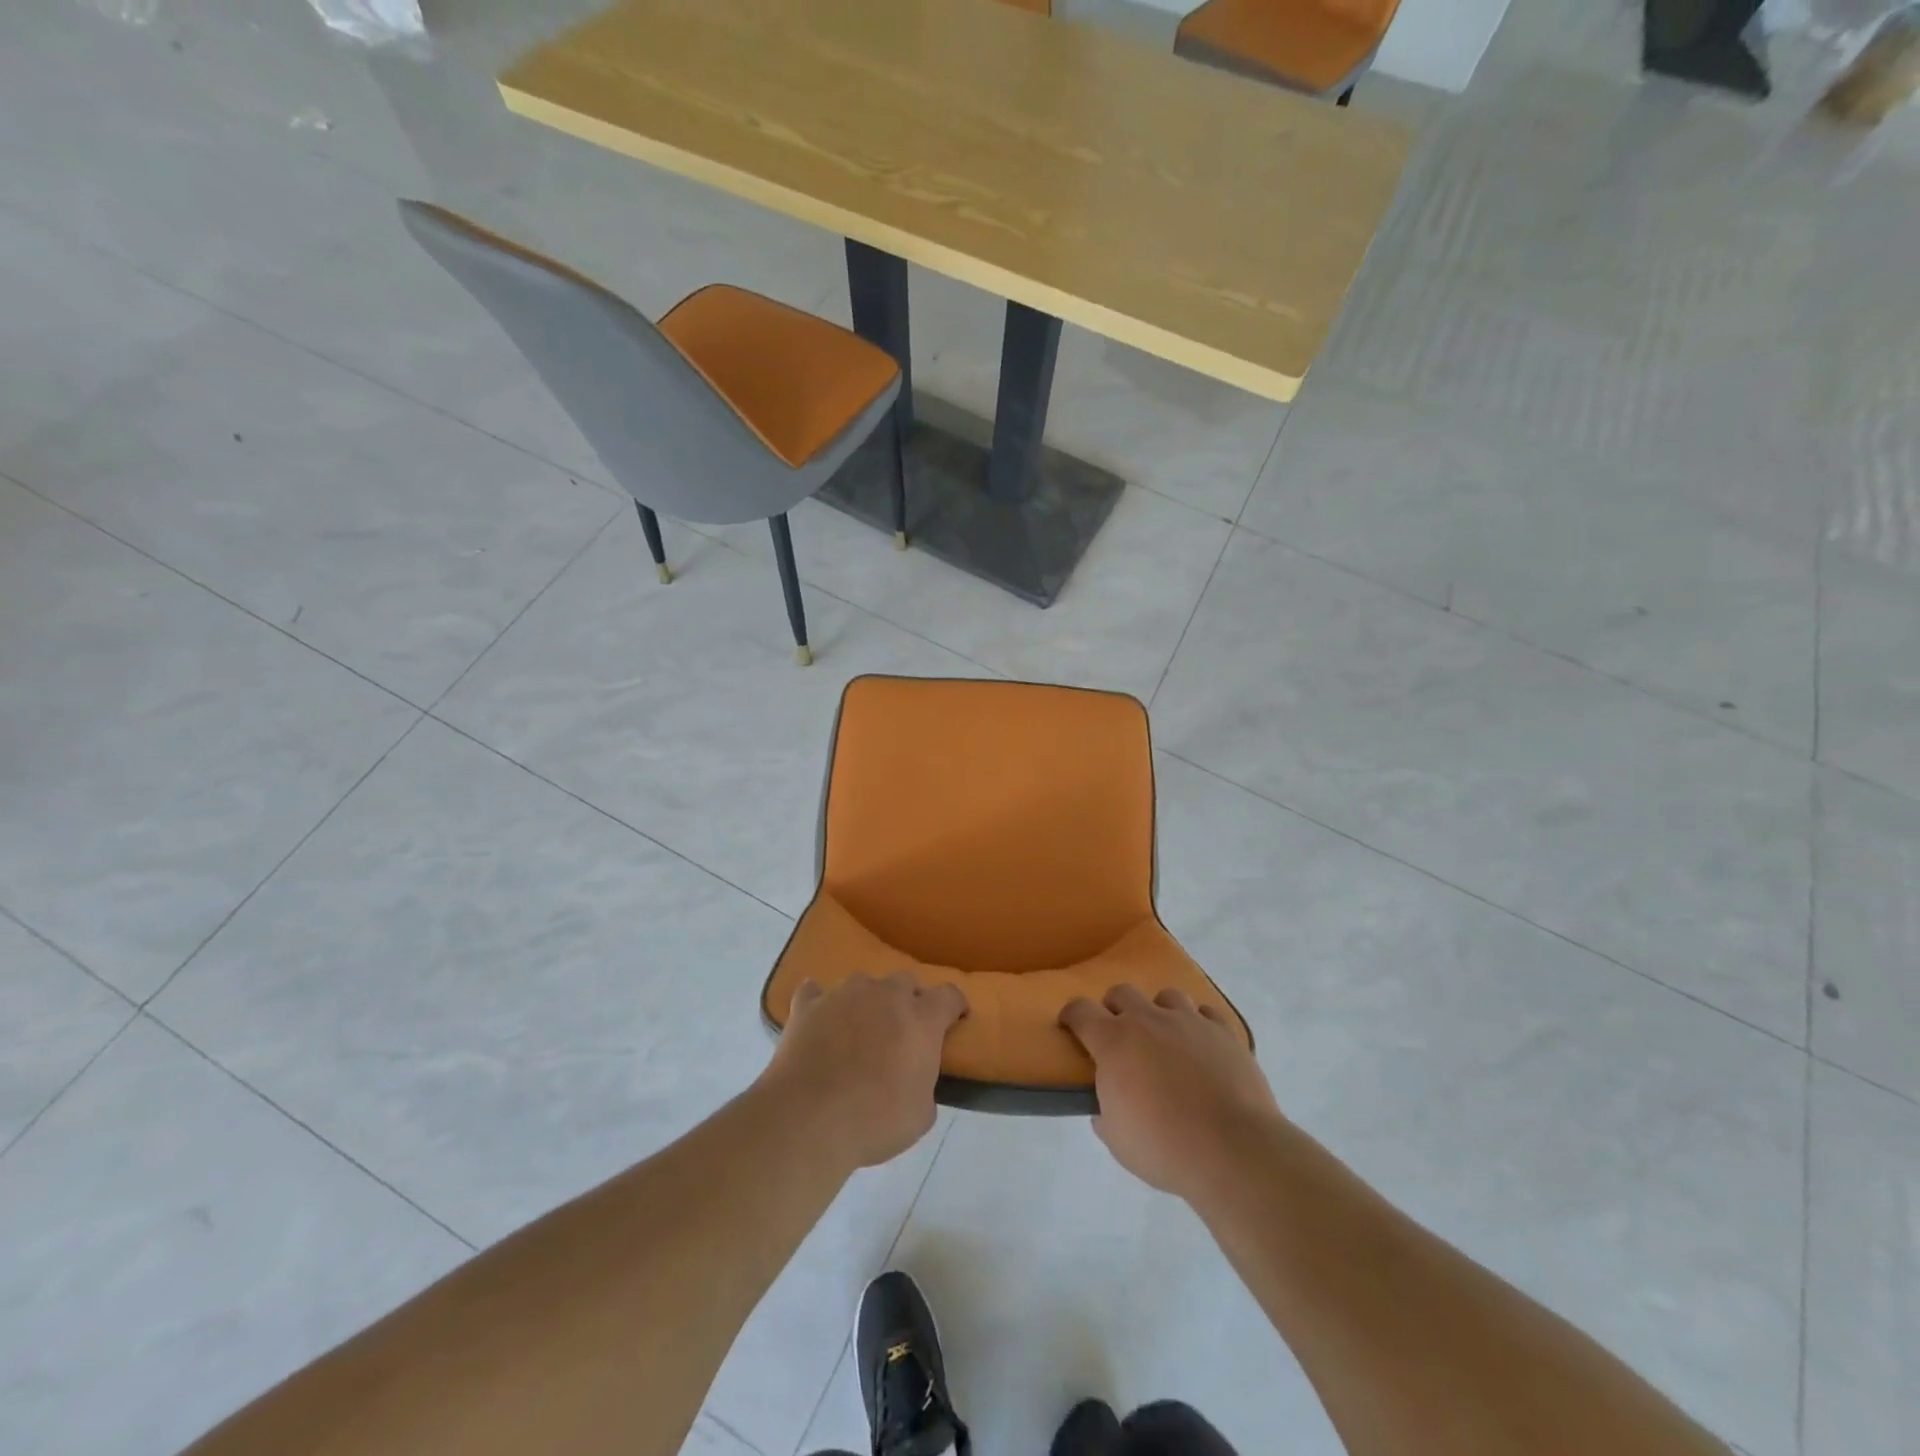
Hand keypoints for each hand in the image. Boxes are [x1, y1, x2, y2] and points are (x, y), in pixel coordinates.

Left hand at [760, 973, 967, 1169]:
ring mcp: (844, 995)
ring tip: (858, 1029)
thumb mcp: (921, 1115)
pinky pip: (815, 992)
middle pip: (905, 981)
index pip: (949, 995)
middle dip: (908, 1001)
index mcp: (921, 1019)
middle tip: (902, 1031)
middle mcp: (885, 995)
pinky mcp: (808, 1005)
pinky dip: (819, 1003)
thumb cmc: (875, 1120)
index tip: (954, 1020)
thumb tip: (916, 1078)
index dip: (954, 1006)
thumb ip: (925, 1085)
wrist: (808, 1119)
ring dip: (866, 1001)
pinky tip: (817, 1019)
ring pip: (863, 983)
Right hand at [1060, 985, 1280, 1201]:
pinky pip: (1205, 1013)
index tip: (1071, 1026)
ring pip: (1166, 996)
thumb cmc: (1164, 1147)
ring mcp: (1188, 1021)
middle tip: (1120, 1035)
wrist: (1232, 1149)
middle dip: (1115, 1008)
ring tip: (1165, 1037)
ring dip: (1159, 1012)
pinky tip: (1200, 1045)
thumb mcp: (1118, 1140)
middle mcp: (1148, 1020)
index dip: (1072, 1015)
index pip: (1080, 1011)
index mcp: (1114, 1041)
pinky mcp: (1223, 1031)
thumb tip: (1105, 1109)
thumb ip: (1105, 1114)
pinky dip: (1198, 1024)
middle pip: (1122, 992)